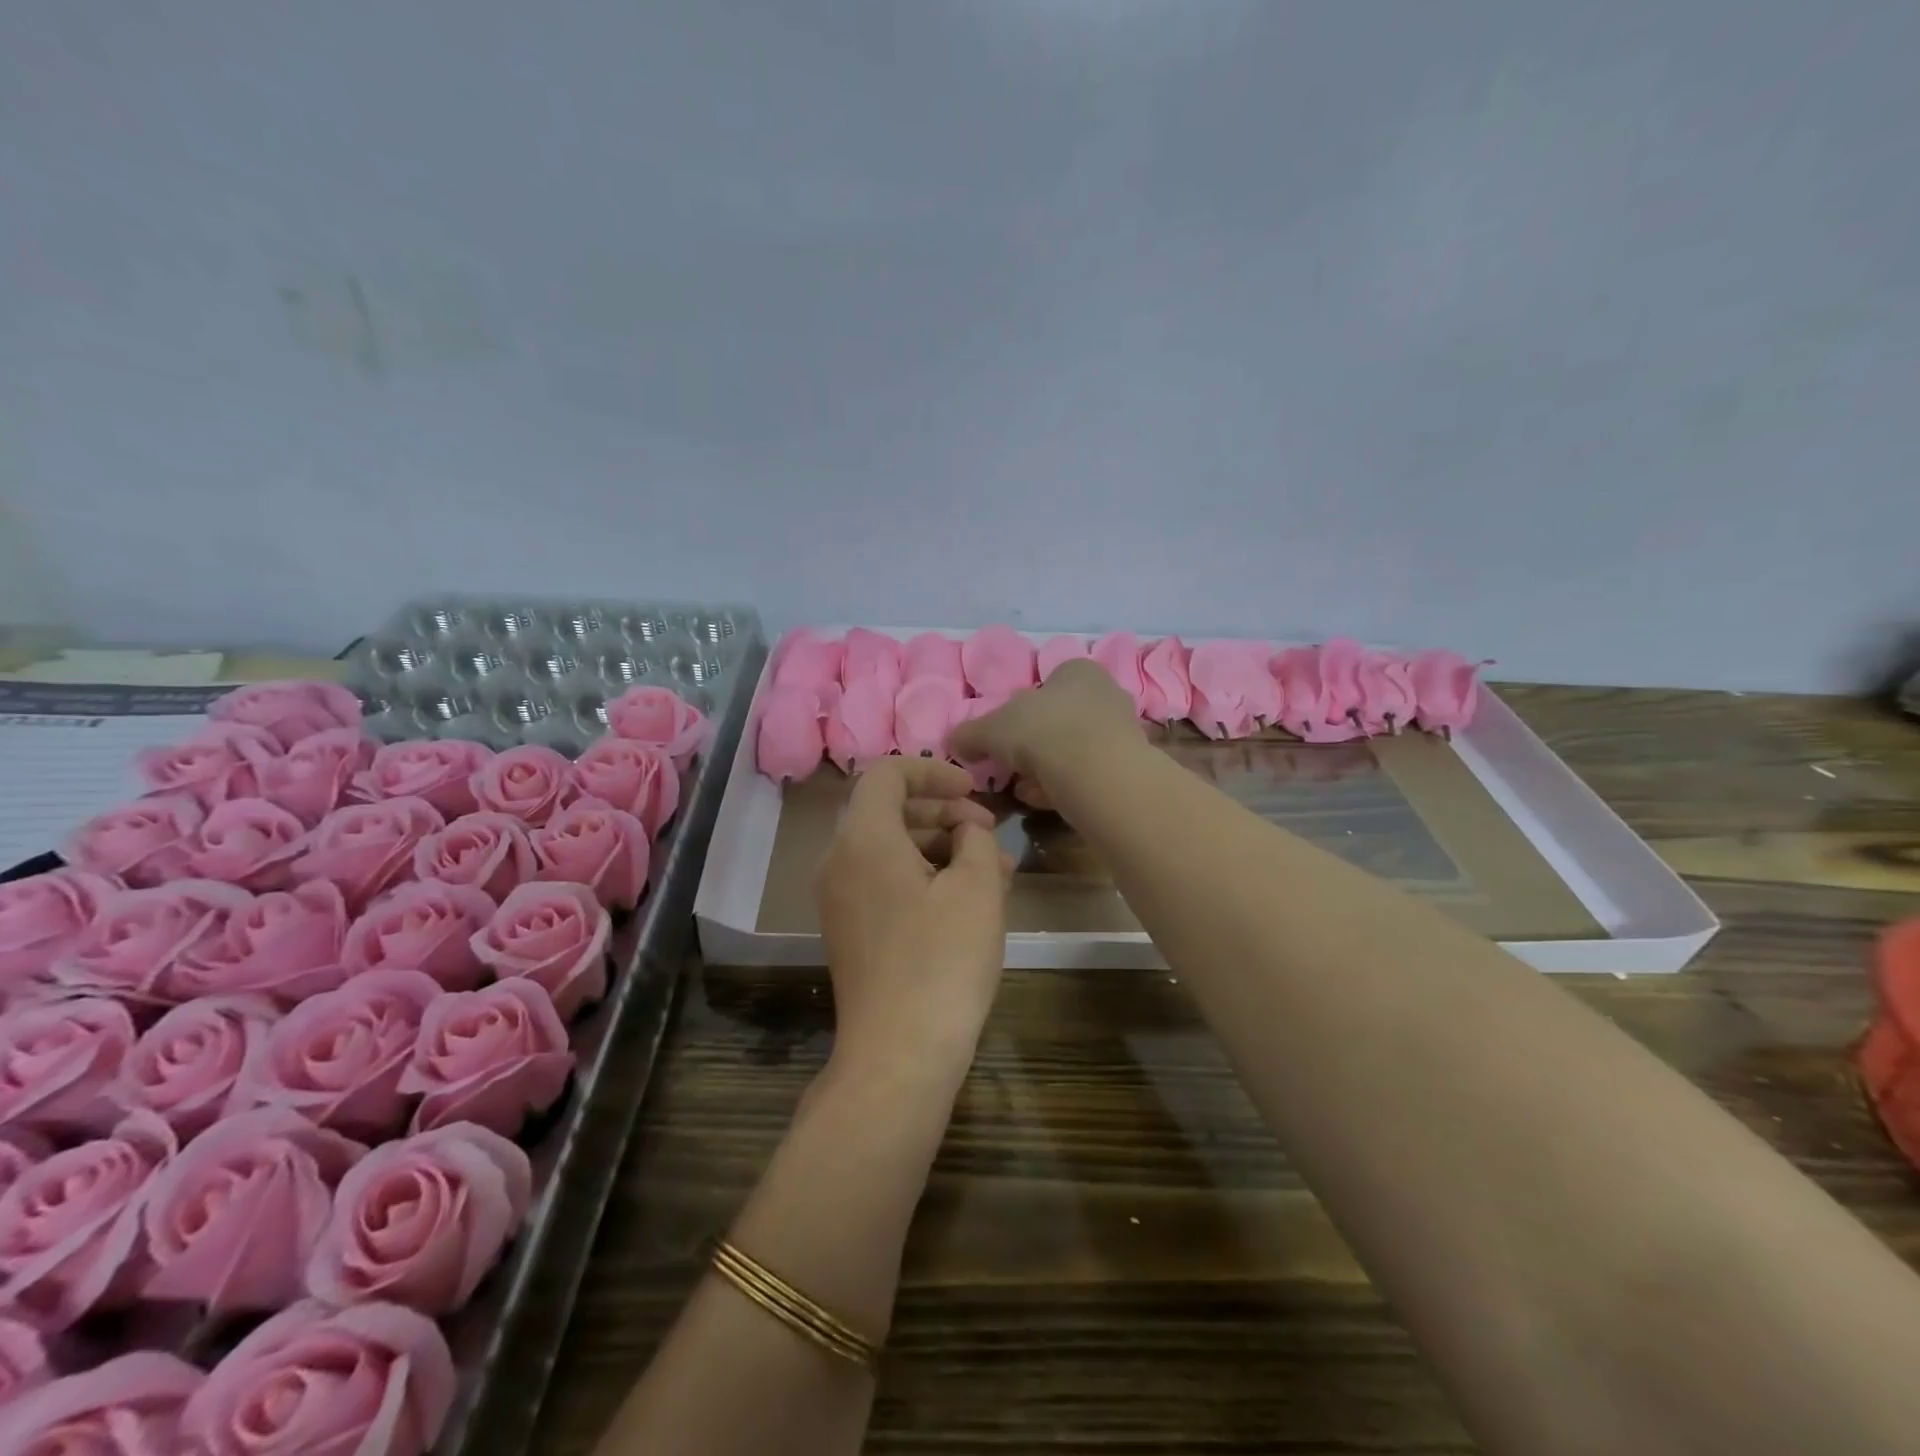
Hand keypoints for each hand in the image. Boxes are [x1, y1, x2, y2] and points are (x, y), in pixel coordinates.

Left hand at [817, 758, 1008, 1077]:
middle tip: (989, 832)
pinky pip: (883, 880)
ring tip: (992, 868)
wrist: (898, 1054)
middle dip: (942, 811)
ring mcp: (839, 898)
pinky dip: (922, 875)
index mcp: (864, 839)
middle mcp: (839, 861)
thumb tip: (966, 830)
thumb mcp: (977, 889)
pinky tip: (966, 898)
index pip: (887, 774)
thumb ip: (976, 840)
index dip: (933, 771)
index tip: (975, 790)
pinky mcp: (849, 930)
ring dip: (938, 845)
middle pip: (888, 810)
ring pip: (889, 848)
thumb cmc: (942, 961)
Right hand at [947, 659, 1144, 808]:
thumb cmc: (1043, 732)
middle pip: (1059, 720)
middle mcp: (1106, 692)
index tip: (1002, 739)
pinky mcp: (1129, 766)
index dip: (1019, 713)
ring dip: (1047, 769)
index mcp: (1076, 670)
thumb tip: (955, 741)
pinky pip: (1089, 774)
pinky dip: (1066, 786)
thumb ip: (970, 734)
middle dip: (1033, 745)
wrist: (1097, 774)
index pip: (1044, 685)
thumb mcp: (991, 730)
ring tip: (1025, 790)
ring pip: (1074, 749)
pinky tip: (1048, 801)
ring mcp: (1122, 731)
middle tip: (1012, 768)